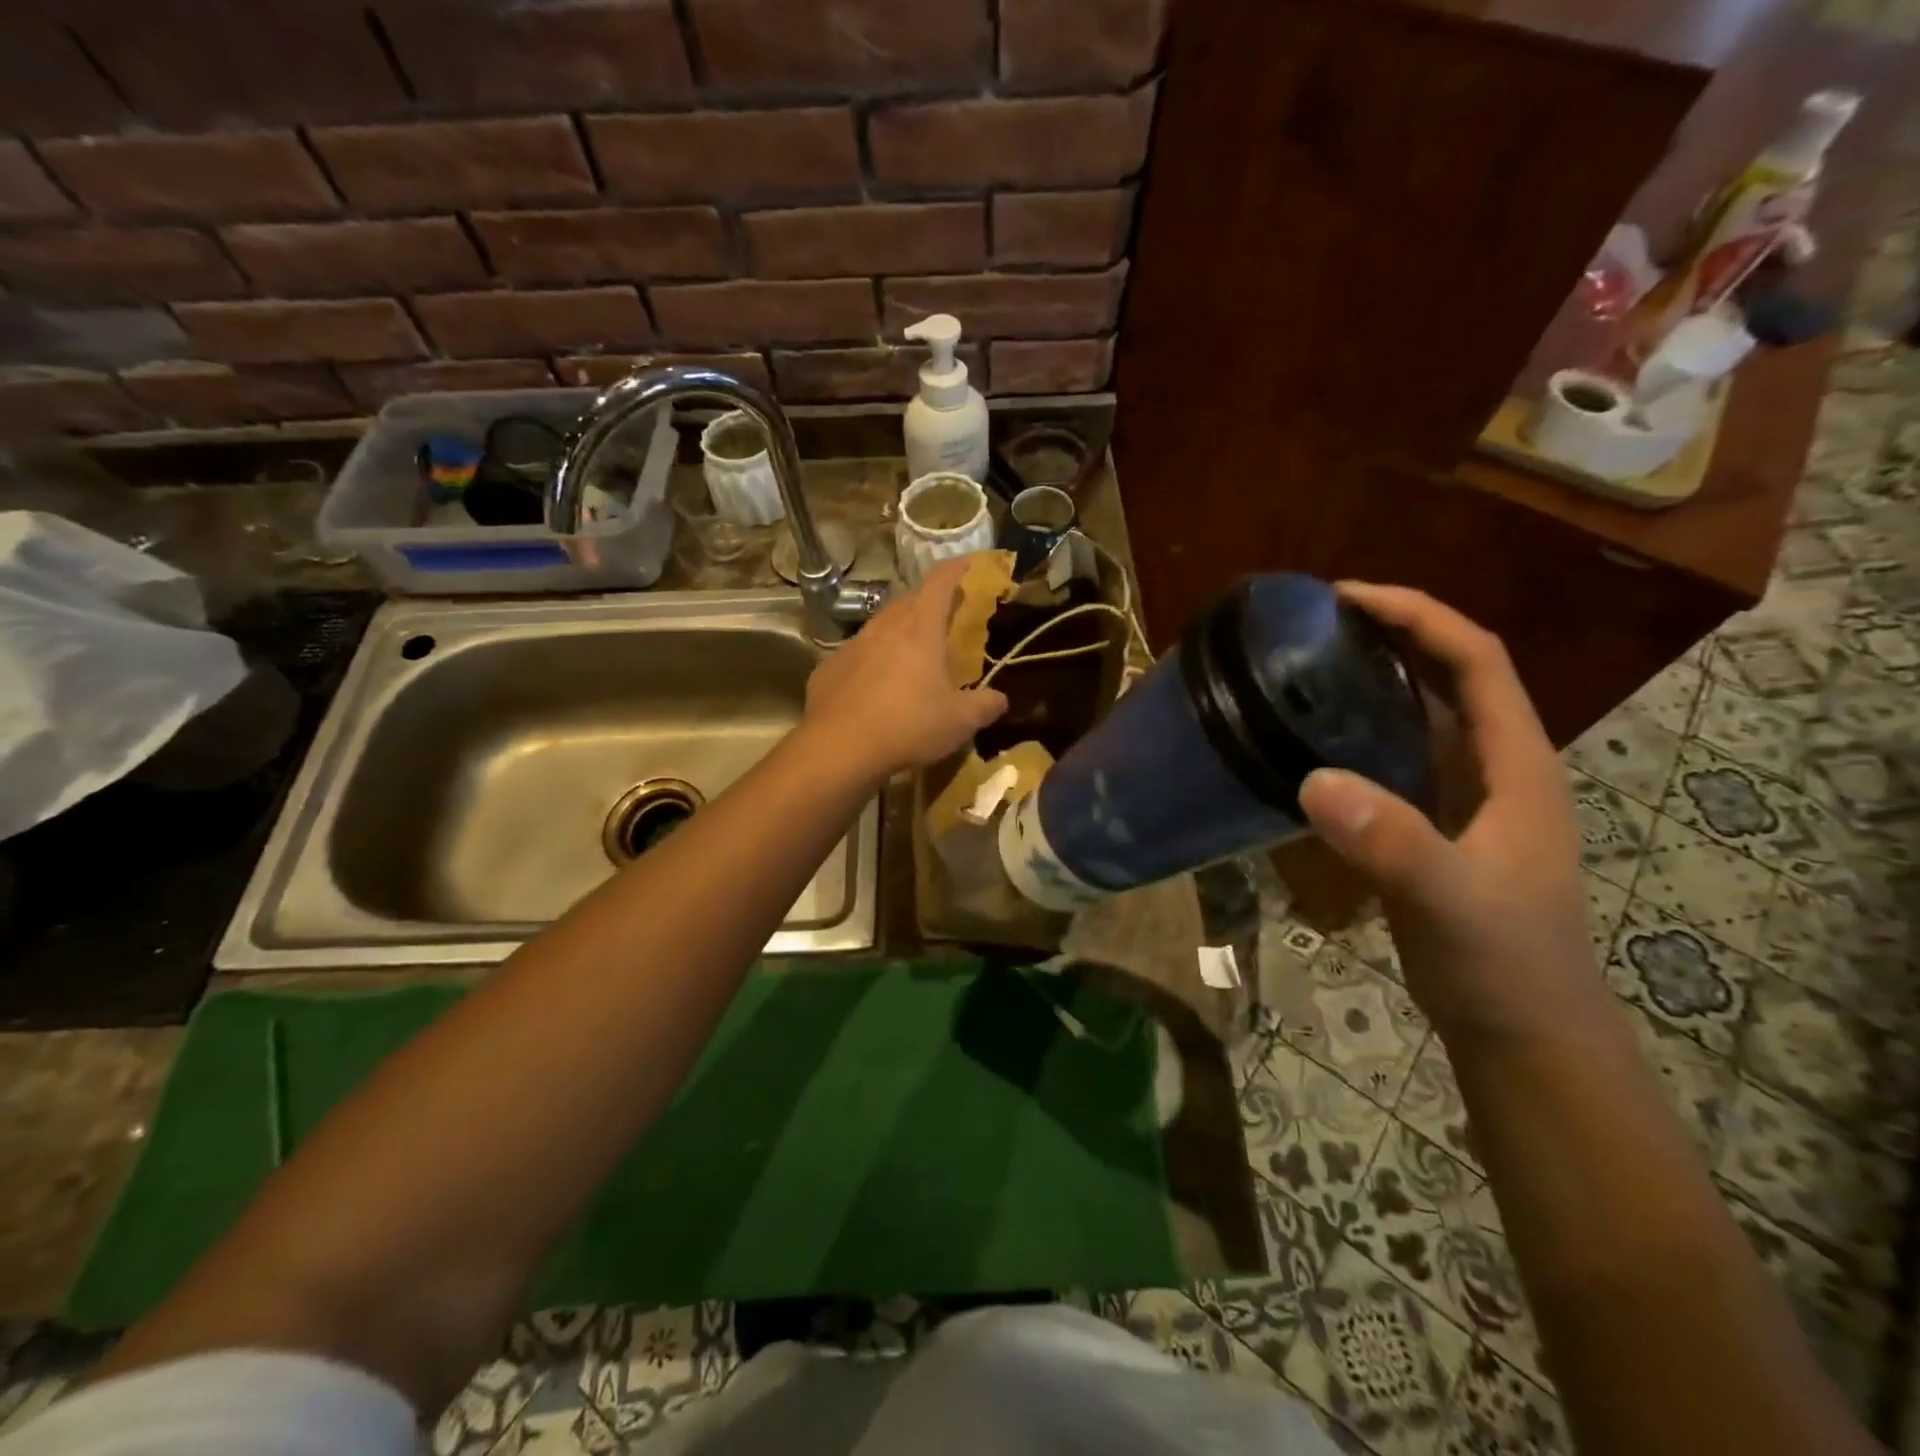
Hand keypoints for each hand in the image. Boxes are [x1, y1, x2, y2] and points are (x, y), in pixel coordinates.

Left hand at [802, 556, 1008, 779]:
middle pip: (907, 600)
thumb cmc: (908, 725)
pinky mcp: (828, 669)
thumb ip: (985, 706)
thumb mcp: (959, 722)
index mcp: (920, 629)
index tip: (967, 564)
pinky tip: (875, 687)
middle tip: (942, 615)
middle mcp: (883, 627)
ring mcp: (852, 646)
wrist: (839, 748)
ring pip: (879, 626)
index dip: (955, 569)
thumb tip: (1000, 699)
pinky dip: (871, 661)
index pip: (939, 582)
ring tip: (910, 653)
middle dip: (927, 601)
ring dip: (897, 631)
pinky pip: (856, 655)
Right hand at [1296, 583, 1601, 1040]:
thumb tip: (1315, 780)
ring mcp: (1464, 796)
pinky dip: (1359, 729)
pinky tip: (1313, 737)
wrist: (1520, 1033)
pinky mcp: (1433, 823)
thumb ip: (1394, 842)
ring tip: (1306, 663)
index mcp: (1516, 763)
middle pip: (1450, 673)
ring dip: (1374, 678)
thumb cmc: (1503, 963)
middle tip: (1313, 622)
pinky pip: (1396, 754)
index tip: (1346, 597)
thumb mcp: (1452, 901)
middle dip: (1391, 633)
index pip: (1475, 659)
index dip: (1417, 616)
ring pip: (1422, 713)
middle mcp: (1495, 765)